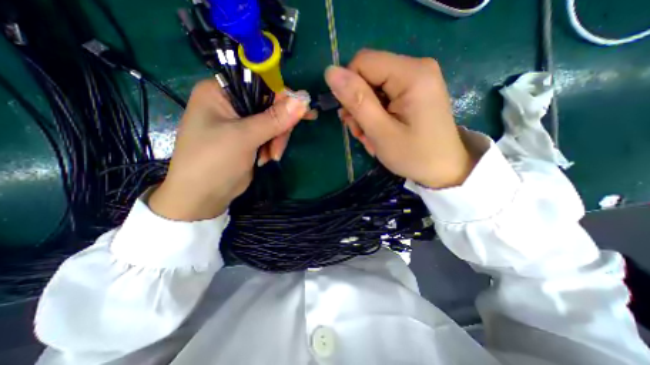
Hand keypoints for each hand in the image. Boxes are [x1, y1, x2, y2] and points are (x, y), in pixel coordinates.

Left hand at [148, 79, 309, 221]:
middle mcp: (231, 103)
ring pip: (273, 123)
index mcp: (220, 92)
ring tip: (271, 158)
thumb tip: (303, 101)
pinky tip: (267, 159)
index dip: (284, 97)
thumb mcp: (244, 138)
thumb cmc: (214, 162)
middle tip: (279, 147)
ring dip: (277, 141)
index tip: (305, 112)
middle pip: (270, 105)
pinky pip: (270, 135)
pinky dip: (273, 147)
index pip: (261, 84)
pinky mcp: (249, 138)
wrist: (203, 196)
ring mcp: (241, 122)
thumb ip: (273, 119)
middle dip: (279, 128)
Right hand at [324, 48, 472, 187]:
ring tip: (371, 138)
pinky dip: (376, 116)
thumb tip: (330, 72)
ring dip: (365, 115)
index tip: (353, 118)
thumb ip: (357, 101)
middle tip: (362, 133)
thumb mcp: (381, 132)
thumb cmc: (415, 155)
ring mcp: (416, 80)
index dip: (349, 89)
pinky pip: (383, 97)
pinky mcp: (414, 92)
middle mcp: (415, 68)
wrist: (445, 170)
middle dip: (358, 106)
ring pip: (372, 89)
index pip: (362, 63)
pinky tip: (379, 133)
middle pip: (368, 76)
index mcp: (411, 74)